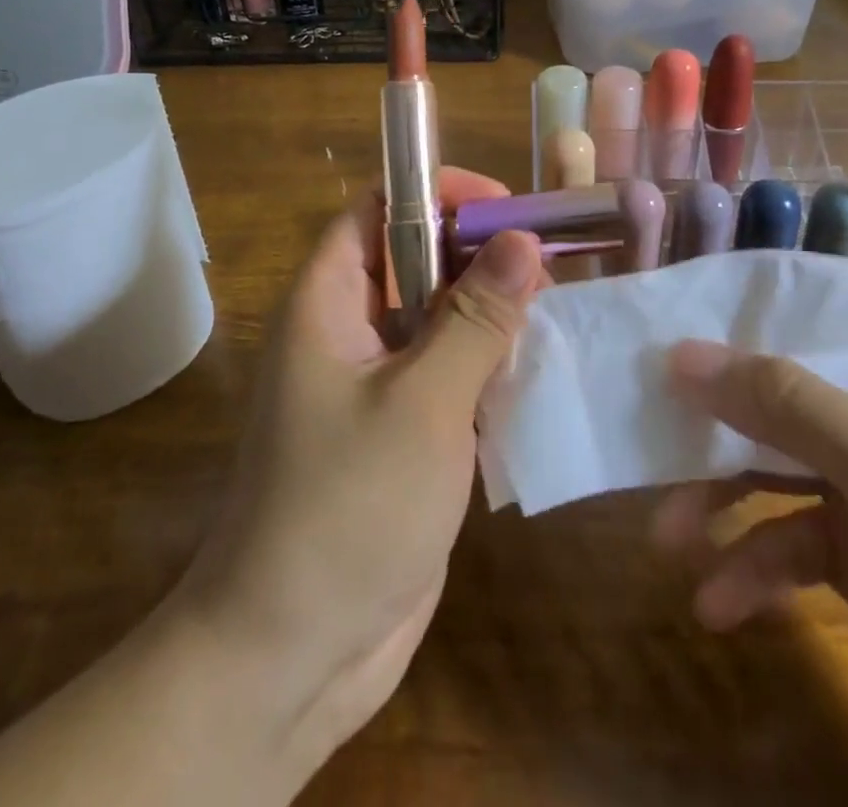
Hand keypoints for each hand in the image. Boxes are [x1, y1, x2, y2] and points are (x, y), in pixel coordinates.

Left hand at [177, 167, 545, 769]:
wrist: (293, 653)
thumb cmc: (347, 507)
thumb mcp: (422, 403)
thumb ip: (474, 319)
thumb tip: (521, 240)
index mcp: (327, 302)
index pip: (377, 210)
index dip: (435, 194)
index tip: (503, 208)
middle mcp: (346, 331)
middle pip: (414, 261)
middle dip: (476, 256)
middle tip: (547, 268)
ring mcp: (373, 385)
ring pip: (436, 319)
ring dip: (488, 314)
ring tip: (554, 314)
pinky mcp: (399, 432)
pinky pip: (445, 374)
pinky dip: (486, 367)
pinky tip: (537, 374)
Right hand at [654, 285, 847, 806]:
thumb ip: (784, 402)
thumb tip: (680, 353)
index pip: (818, 300)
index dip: (744, 302)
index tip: (668, 312)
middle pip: (780, 384)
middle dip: (714, 415)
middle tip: (644, 423)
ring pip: (773, 465)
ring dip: (719, 500)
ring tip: (669, 536)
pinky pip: (791, 543)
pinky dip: (754, 570)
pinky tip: (720, 604)